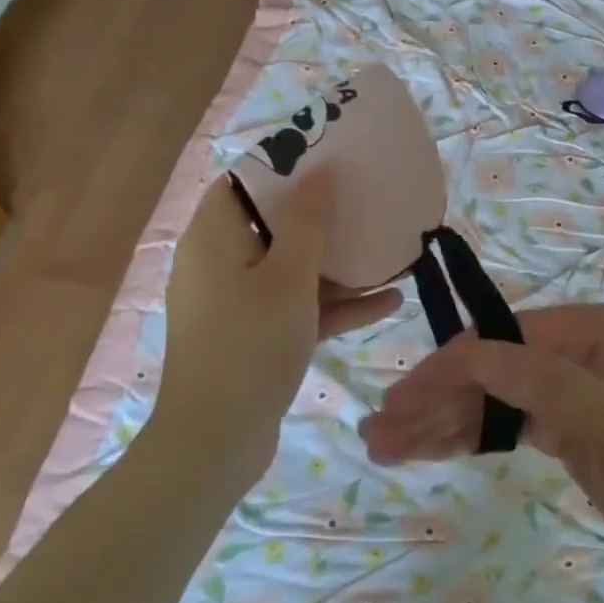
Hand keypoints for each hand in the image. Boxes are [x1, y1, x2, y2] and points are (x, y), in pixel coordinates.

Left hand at [159, 174, 401, 489]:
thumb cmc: (250, 344)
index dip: (284, 166)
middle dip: (322, 217)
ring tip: (387, 252)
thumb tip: (318, 172)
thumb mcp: (288, 277)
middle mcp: (220, 263)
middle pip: (273, 224)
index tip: (330, 161)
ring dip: (337, 264)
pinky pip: (297, 307)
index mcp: (214, 237)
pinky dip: (334, 304)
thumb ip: (307, 222)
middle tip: (365, 201)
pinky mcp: (255, 336)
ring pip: (291, 268)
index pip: (243, 182)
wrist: (217, 442)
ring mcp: (238, 303)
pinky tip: (389, 302)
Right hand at [360, 303, 603, 578]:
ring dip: (438, 423)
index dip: (443, 373)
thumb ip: (537, 380)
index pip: (495, 344)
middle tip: (377, 434)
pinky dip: (465, 438)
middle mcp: (567, 350)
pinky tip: (426, 451)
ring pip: (487, 401)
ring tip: (384, 448)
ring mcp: (562, 389)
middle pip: (484, 372)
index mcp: (581, 330)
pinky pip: (501, 426)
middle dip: (431, 402)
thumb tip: (466, 350)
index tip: (396, 407)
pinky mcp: (559, 428)